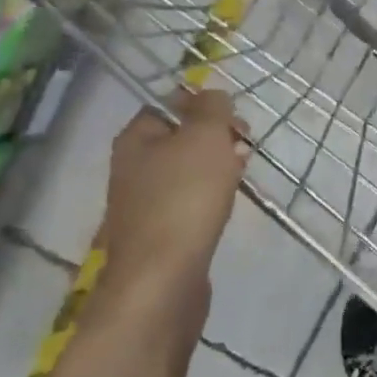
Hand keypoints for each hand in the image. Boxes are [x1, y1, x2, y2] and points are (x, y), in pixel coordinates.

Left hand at [98, 88, 247, 318]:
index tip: (235, 119)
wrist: (162, 279)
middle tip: (243, 147)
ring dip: (216, 167)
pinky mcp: (160, 233)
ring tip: (241, 175)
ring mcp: (144, 203)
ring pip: (187, 171)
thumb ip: (212, 108)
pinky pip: (189, 202)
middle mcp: (133, 167)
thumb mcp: (204, 137)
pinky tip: (227, 205)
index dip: (204, 104)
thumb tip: (214, 97)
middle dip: (216, 137)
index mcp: (136, 138)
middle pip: (180, 138)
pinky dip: (210, 197)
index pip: (169, 103)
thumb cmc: (184, 198)